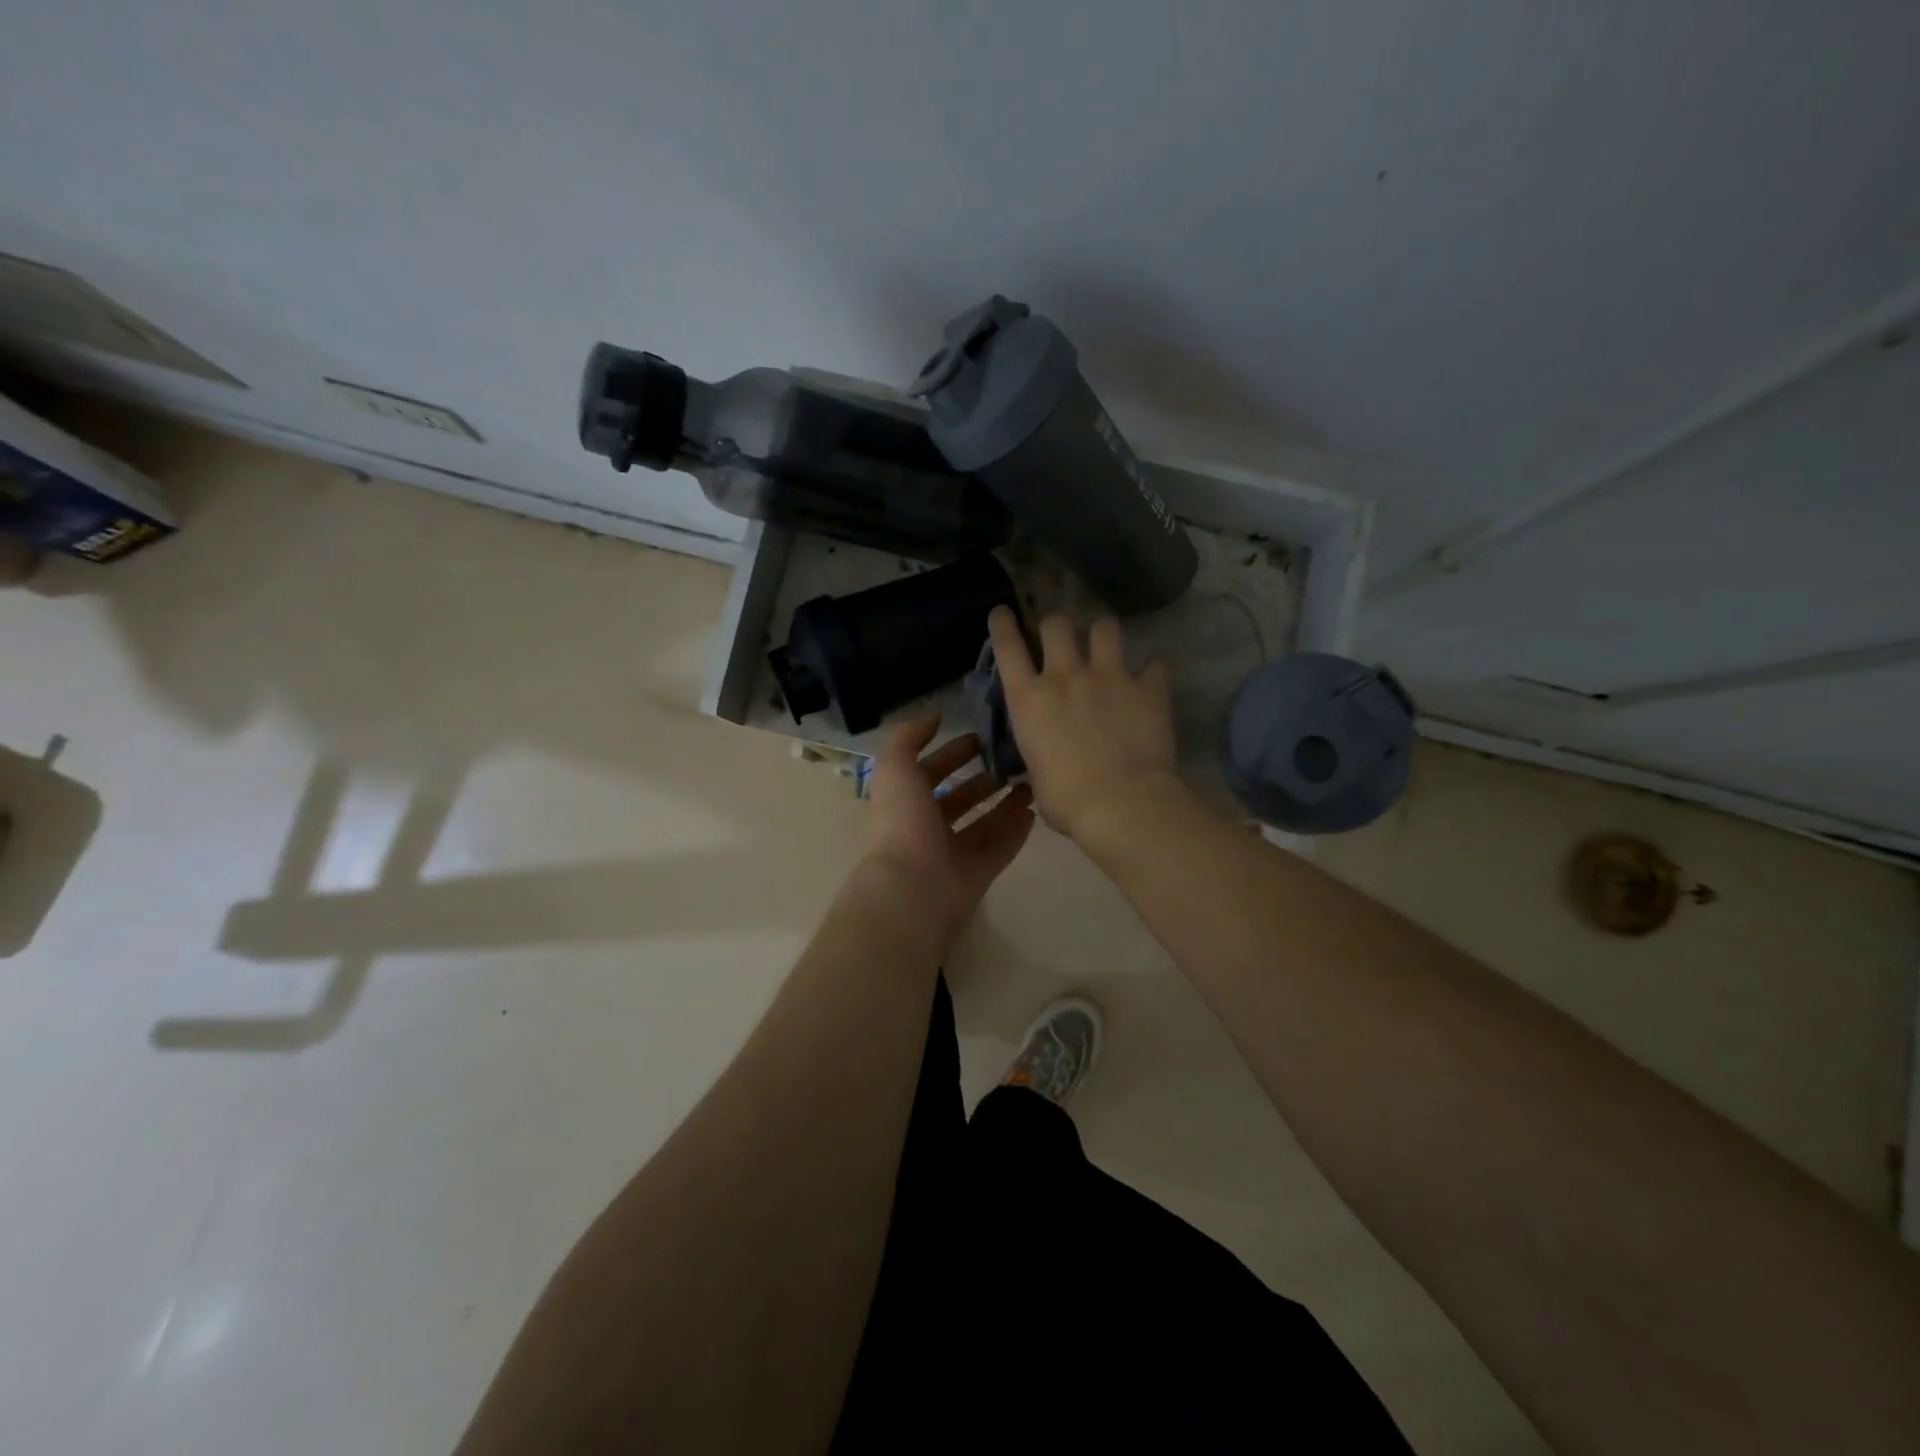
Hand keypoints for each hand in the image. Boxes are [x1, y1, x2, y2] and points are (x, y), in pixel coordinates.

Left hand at [862, 714, 1034, 933]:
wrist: (913, 886)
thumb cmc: (903, 822)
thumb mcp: (896, 767)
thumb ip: (909, 738)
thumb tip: (934, 718)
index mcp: (907, 802)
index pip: (931, 771)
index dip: (953, 753)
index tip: (982, 737)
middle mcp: (928, 827)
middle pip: (961, 798)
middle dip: (984, 779)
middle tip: (1014, 760)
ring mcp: (954, 853)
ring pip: (984, 823)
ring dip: (1006, 802)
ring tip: (1032, 783)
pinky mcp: (977, 873)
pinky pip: (1001, 848)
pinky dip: (1016, 831)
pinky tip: (1035, 811)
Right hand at [988, 607, 1180, 842]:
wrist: (1121, 805)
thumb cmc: (1067, 802)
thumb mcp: (1036, 776)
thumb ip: (1038, 753)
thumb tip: (1045, 758)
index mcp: (1029, 700)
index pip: (1008, 647)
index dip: (1003, 624)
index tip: (1004, 613)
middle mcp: (1065, 677)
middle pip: (1056, 624)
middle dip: (1057, 625)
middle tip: (1063, 636)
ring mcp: (1108, 677)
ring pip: (1105, 627)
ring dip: (1103, 633)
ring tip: (1106, 644)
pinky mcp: (1147, 688)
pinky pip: (1155, 664)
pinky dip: (1153, 669)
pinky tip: (1153, 676)